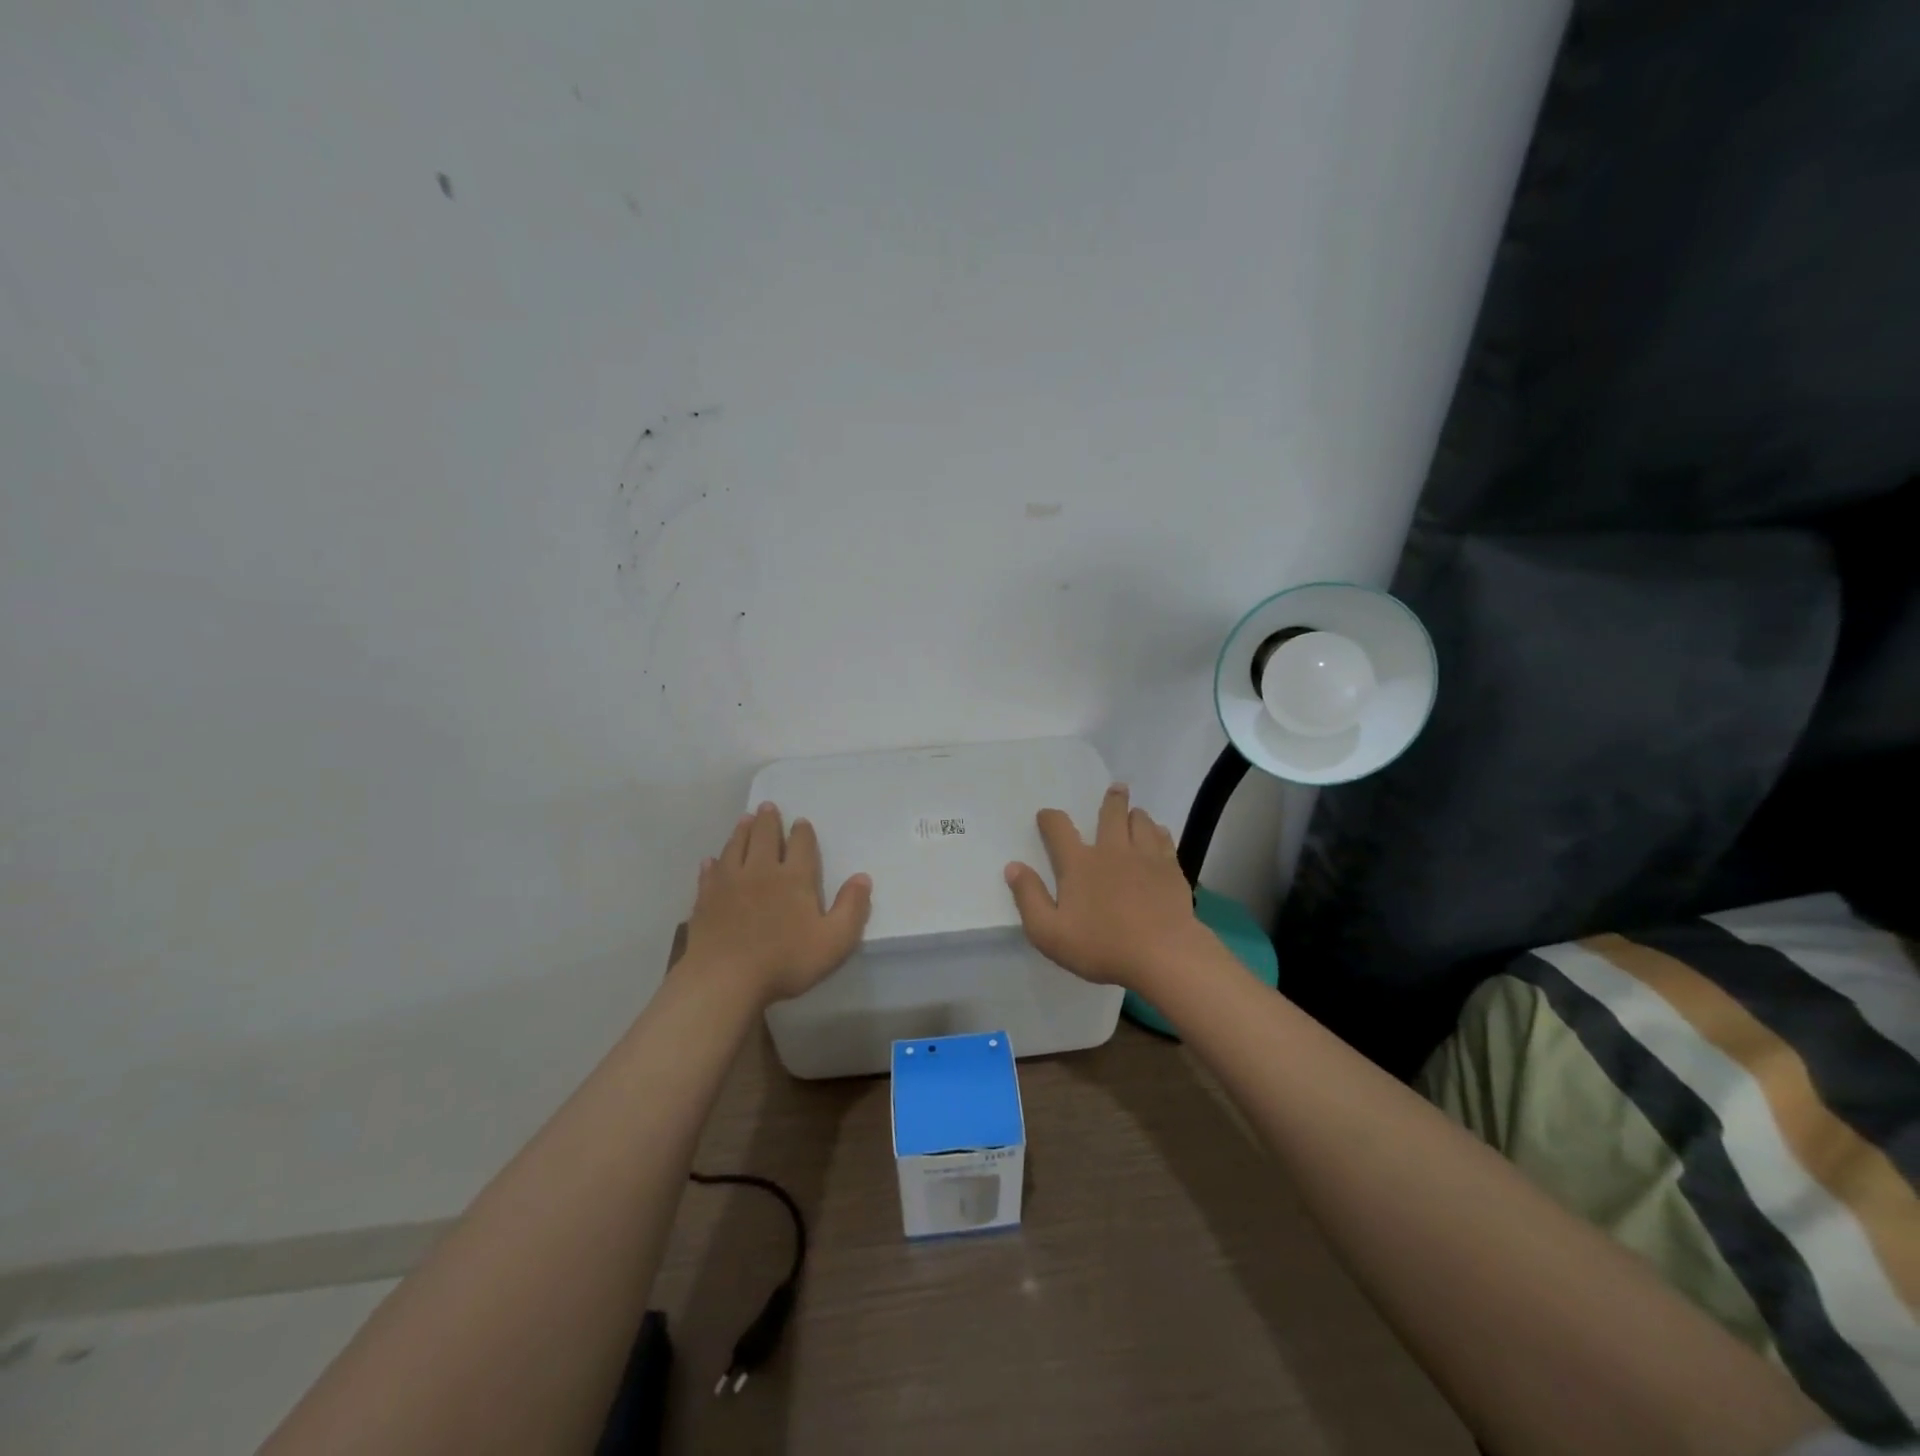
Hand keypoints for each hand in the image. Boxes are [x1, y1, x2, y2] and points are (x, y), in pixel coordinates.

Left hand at [684, 802, 872, 1004]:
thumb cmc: (785, 961)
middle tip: (767, 807)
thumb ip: (852, 908)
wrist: (725, 979)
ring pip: (736, 847)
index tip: (801, 822)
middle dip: (768, 821)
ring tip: (745, 820)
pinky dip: (713, 863)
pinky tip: (711, 860)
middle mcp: (761, 871)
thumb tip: (863, 878)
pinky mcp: (705, 899)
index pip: (801, 845)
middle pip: (764, 836)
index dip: (802, 832)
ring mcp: (729, 883)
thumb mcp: (834, 941)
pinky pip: (709, 873)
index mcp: (794, 878)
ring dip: (742, 831)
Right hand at [1004, 783, 1204, 992]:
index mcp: (1078, 863)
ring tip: (1136, 813)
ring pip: (1141, 822)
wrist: (1162, 954)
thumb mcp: (1048, 932)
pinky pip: (1164, 840)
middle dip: (1112, 799)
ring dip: (1136, 814)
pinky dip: (1159, 833)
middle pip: (1111, 813)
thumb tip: (1013, 866)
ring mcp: (1145, 857)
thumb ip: (1029, 897)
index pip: (1058, 829)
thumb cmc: (1101, 946)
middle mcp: (1111, 850)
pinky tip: (1160, 835)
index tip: (1046, 816)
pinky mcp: (1171, 870)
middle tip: (1116, 788)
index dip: (1050, 818)